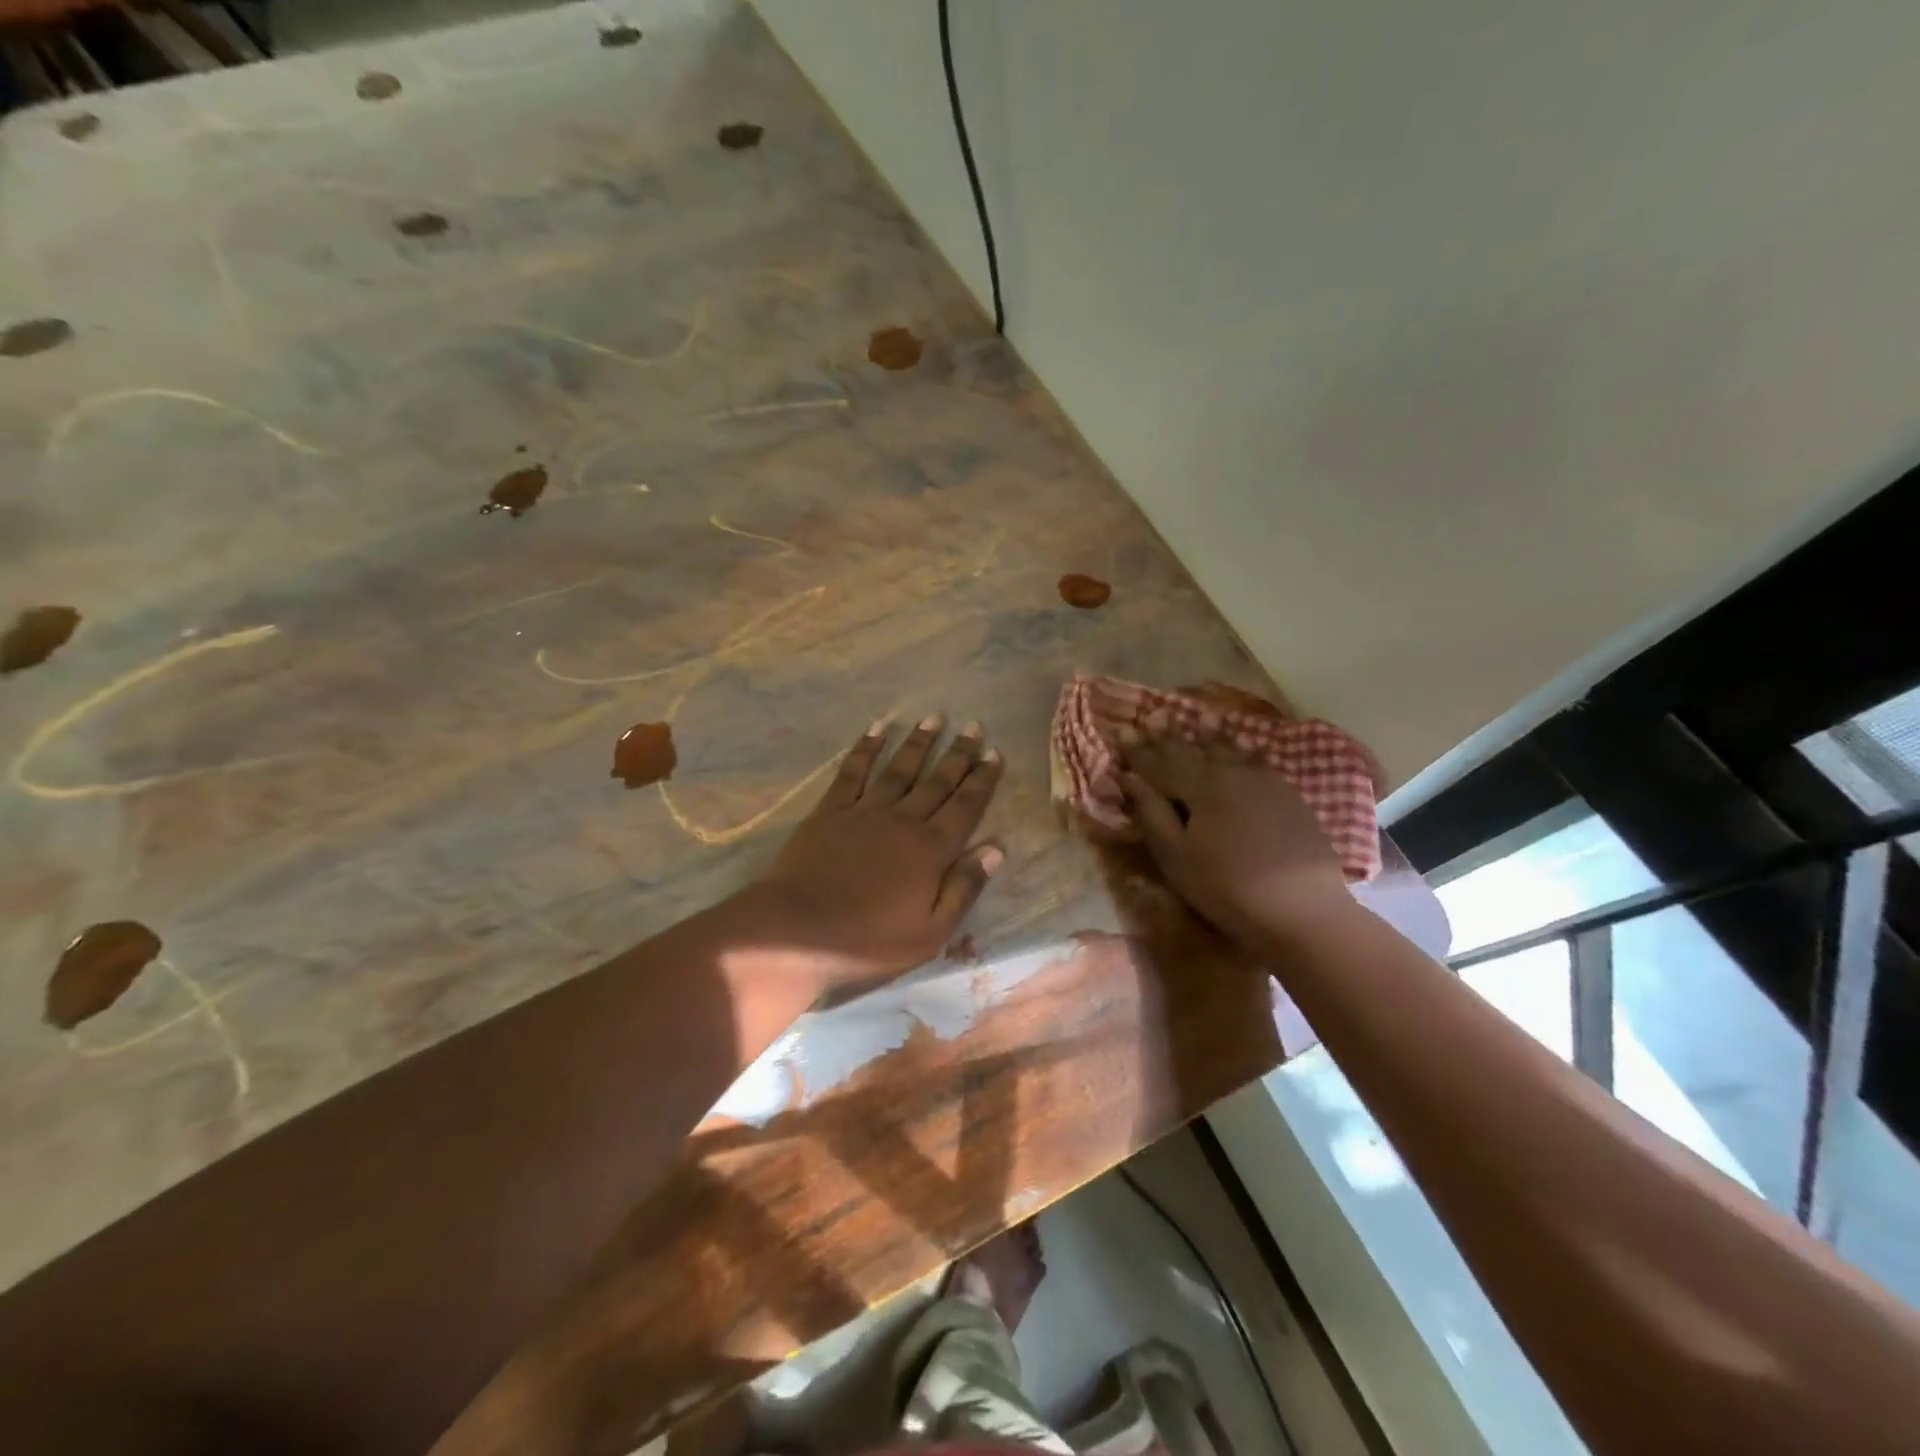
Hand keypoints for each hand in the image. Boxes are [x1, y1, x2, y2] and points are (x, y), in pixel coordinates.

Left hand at [756, 715, 1004, 990]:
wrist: (798, 931)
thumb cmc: (869, 940)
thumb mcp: (930, 931)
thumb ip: (964, 887)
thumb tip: (995, 848)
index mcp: (931, 850)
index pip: (965, 807)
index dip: (982, 780)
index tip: (994, 753)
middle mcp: (903, 820)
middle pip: (937, 781)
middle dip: (958, 753)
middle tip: (973, 726)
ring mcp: (865, 811)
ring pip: (899, 769)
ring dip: (918, 743)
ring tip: (934, 718)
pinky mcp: (831, 811)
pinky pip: (853, 771)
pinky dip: (866, 748)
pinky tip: (877, 728)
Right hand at [1120, 736, 1351, 946]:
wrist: (1302, 909)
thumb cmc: (1225, 887)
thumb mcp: (1176, 856)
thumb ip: (1151, 812)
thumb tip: (1129, 778)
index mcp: (1199, 786)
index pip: (1159, 762)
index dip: (1138, 748)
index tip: (1123, 729)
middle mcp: (1230, 773)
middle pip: (1193, 750)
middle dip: (1169, 735)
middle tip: (1153, 716)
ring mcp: (1264, 781)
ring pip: (1229, 750)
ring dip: (1209, 735)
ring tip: (1200, 718)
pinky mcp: (1288, 796)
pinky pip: (1257, 760)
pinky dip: (1243, 749)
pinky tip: (1244, 745)